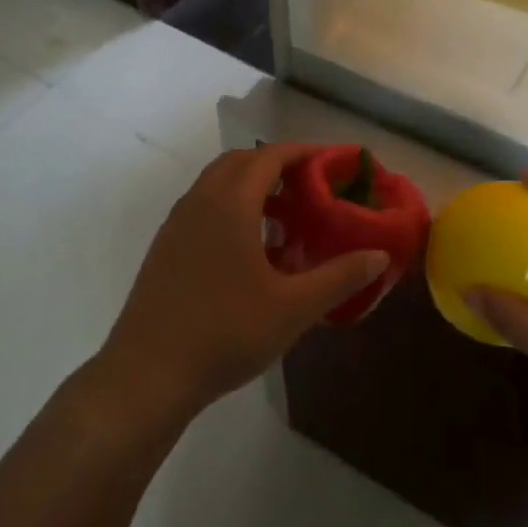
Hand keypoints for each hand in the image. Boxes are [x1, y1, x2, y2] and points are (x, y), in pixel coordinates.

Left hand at [92, 143, 390, 429]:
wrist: (148, 373)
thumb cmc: (225, 332)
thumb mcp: (293, 307)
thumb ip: (339, 276)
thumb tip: (379, 255)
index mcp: (230, 203)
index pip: (269, 156)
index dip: (303, 152)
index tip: (333, 161)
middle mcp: (200, 201)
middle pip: (241, 162)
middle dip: (277, 165)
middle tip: (311, 187)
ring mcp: (177, 223)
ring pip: (218, 184)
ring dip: (252, 188)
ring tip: (286, 218)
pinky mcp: (165, 247)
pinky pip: (203, 207)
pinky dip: (231, 208)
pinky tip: (250, 250)